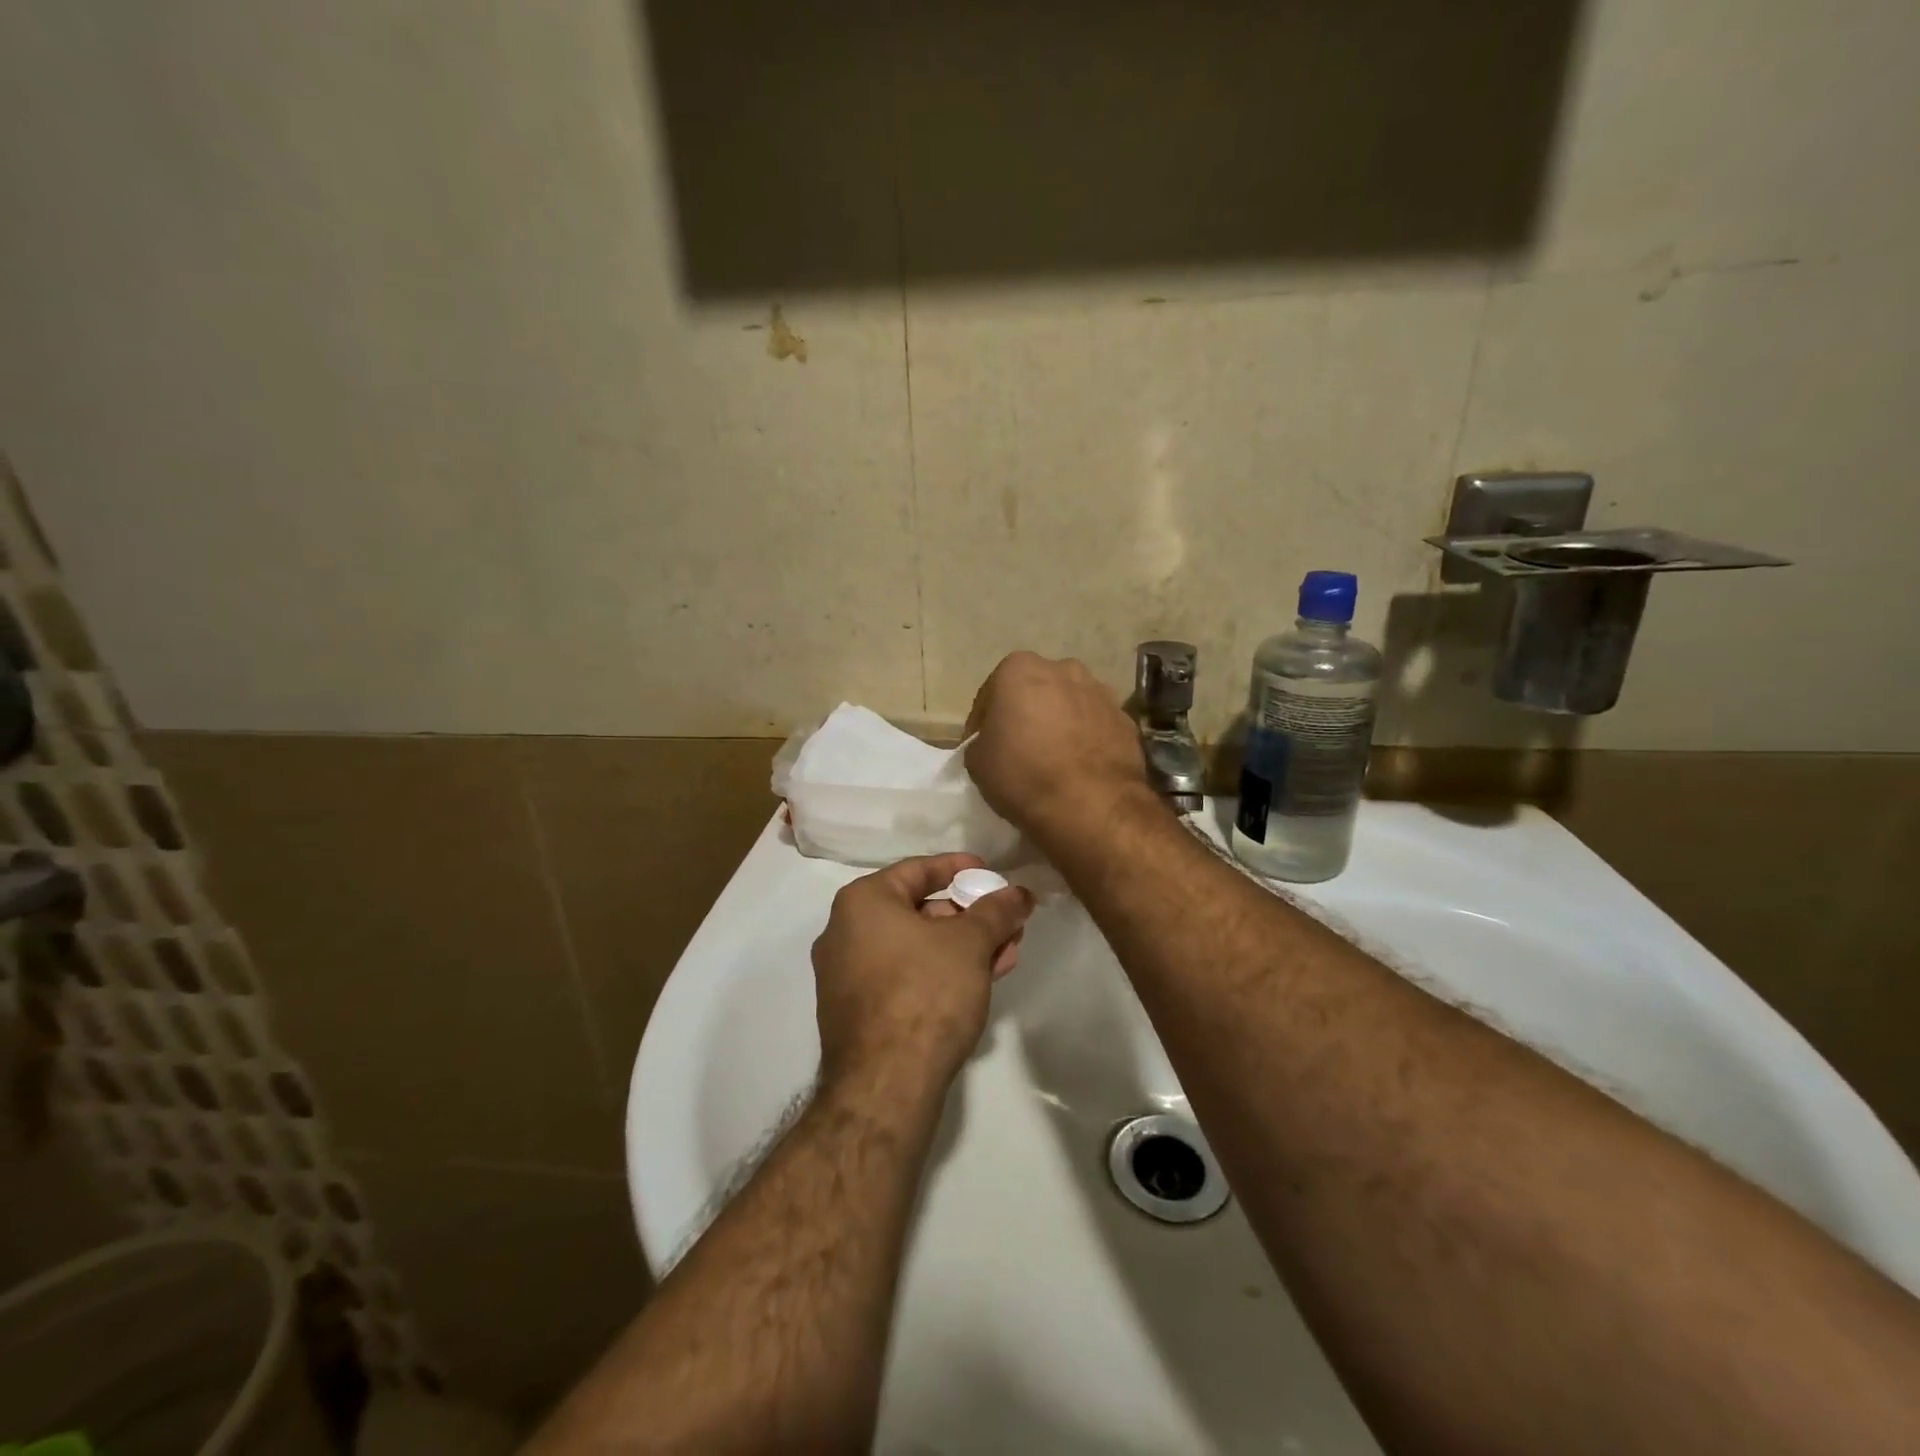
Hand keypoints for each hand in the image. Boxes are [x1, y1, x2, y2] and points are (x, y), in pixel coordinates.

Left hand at [812, 853, 1034, 1091]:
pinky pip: (905, 975)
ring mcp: (847, 975)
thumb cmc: (925, 992)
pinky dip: (941, 971)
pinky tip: (980, 979)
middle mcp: (845, 932)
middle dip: (969, 915)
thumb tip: (1018, 893)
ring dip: (963, 946)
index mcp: (862, 903)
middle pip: (918, 909)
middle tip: (1006, 920)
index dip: (960, 868)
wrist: (885, 1085)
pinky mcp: (858, 1012)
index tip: (991, 872)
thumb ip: (996, 911)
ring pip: (915, 947)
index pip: (917, 869)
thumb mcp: (970, 943)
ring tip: (1006, 952)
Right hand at [965, 652, 1149, 840]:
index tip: (984, 746)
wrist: (1091, 805)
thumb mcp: (977, 761)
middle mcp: (1064, 669)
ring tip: (1054, 758)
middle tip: (1019, 747)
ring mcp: (1100, 692)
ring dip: (1060, 722)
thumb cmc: (1023, 774)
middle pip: (1036, 691)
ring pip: (1070, 704)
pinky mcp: (1126, 719)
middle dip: (1028, 712)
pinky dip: (1087, 738)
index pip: (992, 693)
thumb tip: (995, 742)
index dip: (984, 722)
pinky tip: (1080, 767)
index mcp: (1020, 668)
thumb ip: (982, 739)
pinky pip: (1096, 725)